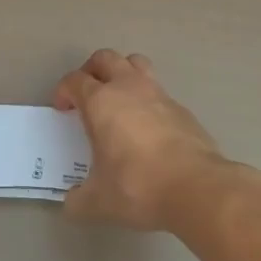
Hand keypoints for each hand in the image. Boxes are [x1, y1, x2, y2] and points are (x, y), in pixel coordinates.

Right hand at [54, 50, 229, 232]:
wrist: (197, 187)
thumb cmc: (138, 186)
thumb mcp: (99, 201)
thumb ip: (79, 200)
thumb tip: (71, 203)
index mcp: (101, 102)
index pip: (75, 80)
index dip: (64, 91)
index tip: (63, 109)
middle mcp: (128, 88)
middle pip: (105, 58)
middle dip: (91, 70)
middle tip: (87, 93)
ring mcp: (158, 94)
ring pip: (136, 63)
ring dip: (122, 73)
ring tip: (118, 98)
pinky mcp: (181, 108)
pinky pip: (158, 90)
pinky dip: (147, 99)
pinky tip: (148, 126)